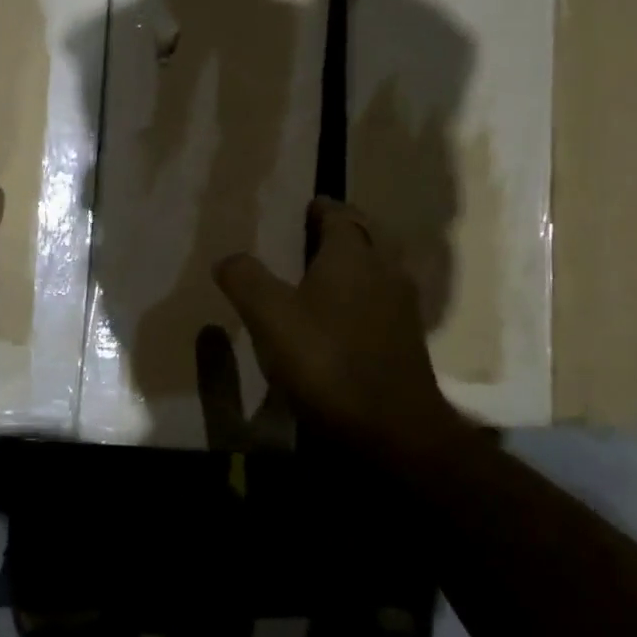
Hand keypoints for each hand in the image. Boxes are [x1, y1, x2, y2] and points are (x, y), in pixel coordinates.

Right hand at [213, 198, 462, 458]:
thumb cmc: (326, 362)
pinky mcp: (409, 336)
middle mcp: (385, 268)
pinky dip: (368, 291)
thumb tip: (227, 258)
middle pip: (367, 233)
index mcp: (352, 254)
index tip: (304, 209)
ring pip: (382, 264)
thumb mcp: (270, 319)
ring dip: (360, 259)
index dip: (320, 208)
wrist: (392, 427)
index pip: (339, 213)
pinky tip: (348, 314)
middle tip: (315, 235)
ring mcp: (403, 303)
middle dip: (344, 228)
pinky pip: (387, 296)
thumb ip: (246, 280)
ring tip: (329, 272)